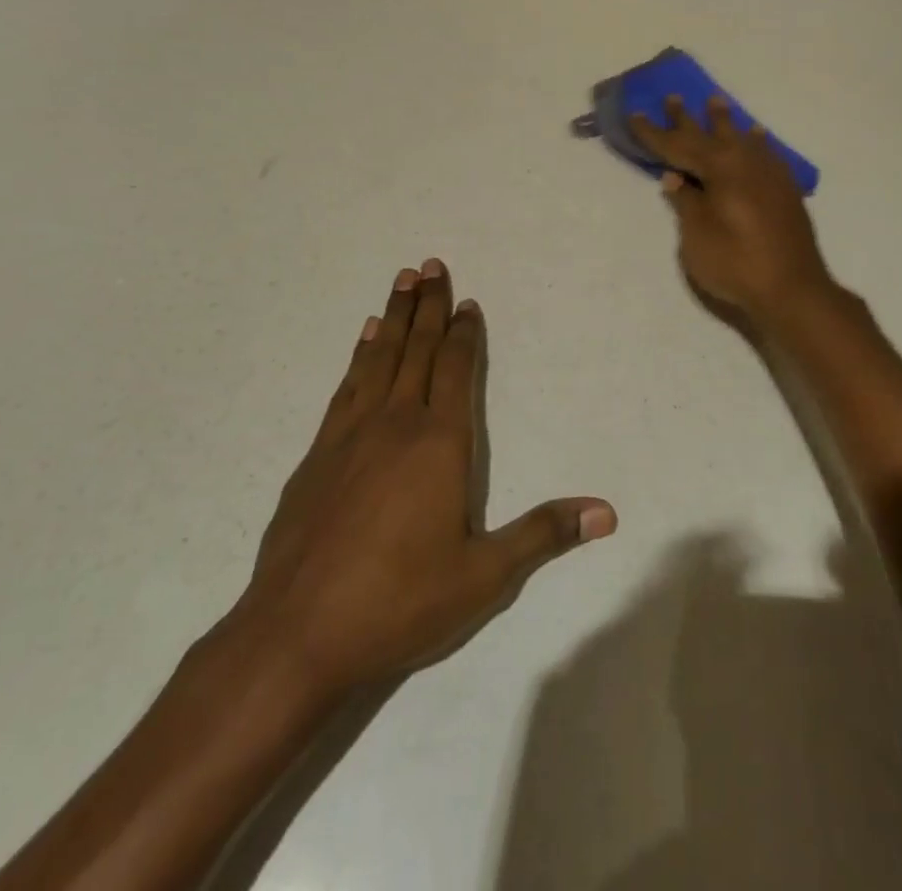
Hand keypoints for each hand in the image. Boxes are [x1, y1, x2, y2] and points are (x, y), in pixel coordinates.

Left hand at [228, 261, 615, 708]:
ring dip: (394, 318)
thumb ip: (544, 534)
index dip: (465, 334)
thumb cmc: (398, 603)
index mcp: (439, 444)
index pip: (457, 371)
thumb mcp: (484, 577)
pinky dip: (358, 355)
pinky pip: (346, 386)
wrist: (294, 637)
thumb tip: (607, 512)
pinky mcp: (317, 456)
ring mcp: (350, 436)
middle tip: (431, 264)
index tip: (468, 302)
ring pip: (379, 359)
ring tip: (401, 282)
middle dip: (428, 306)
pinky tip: (363, 340)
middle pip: (417, 350)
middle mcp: (395, 424)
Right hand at [631, 97, 834, 325]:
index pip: (678, 146)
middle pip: (710, 135)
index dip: (654, 133)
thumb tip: (674, 177)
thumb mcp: (696, 236)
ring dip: (725, 122)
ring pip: (741, 139)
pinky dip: (756, 142)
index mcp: (720, 169)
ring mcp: (769, 174)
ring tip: (716, 102)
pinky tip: (757, 137)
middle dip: (687, 119)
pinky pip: (766, 153)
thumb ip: (686, 202)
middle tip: (673, 97)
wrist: (792, 289)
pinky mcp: (785, 190)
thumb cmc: (735, 263)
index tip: (635, 114)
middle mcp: (745, 162)